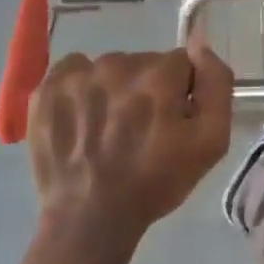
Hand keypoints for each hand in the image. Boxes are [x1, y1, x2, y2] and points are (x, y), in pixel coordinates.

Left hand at [28, 42, 232, 263]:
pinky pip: (74, 70)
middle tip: (141, 130)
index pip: (180, 62)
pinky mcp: (47, 88)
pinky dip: (81, 88)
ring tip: (109, 129)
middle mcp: (117, 65)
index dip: (180, 92)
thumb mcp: (210, 142)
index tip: (172, 121)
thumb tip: (199, 43)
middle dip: (148, 89)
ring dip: (115, 89)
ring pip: (110, 68)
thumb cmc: (155, 182)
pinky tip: (83, 118)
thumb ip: (215, 84)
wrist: (90, 219)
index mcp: (159, 76)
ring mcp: (78, 76)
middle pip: (144, 63)